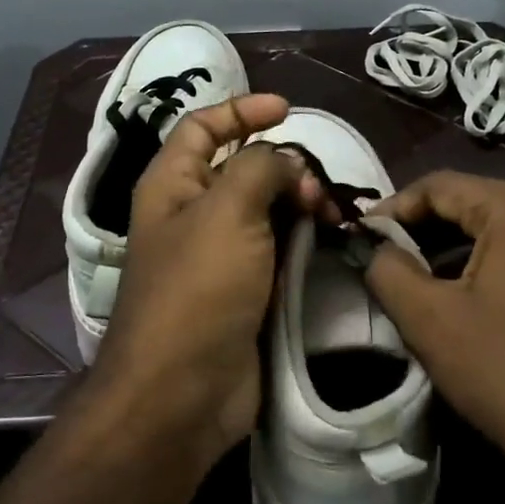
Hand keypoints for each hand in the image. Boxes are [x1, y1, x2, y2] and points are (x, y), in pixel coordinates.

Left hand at [99, 94, 327, 461]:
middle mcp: (193, 214)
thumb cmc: (197, 290)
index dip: (241, 110)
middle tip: (317, 189)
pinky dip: (304, 239)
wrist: (182, 393)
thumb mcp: (227, 211)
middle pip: (243, 169)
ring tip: (332, 218)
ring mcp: (220, 255)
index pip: (203, 127)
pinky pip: (278, 249)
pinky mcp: (245, 290)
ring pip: (267, 210)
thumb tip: (287, 164)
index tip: (288, 110)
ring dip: (301, 204)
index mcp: (172, 185)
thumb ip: (261, 168)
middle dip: (285, 167)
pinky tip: (330, 242)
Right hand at [363, 172, 504, 503]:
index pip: (440, 186)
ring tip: (433, 282)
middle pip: (479, 204)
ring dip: (467, 251)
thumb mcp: (431, 322)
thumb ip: (389, 271)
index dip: (395, 207)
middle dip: (430, 230)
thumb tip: (379, 249)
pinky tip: (486, 301)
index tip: (365, 234)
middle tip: (394, 259)